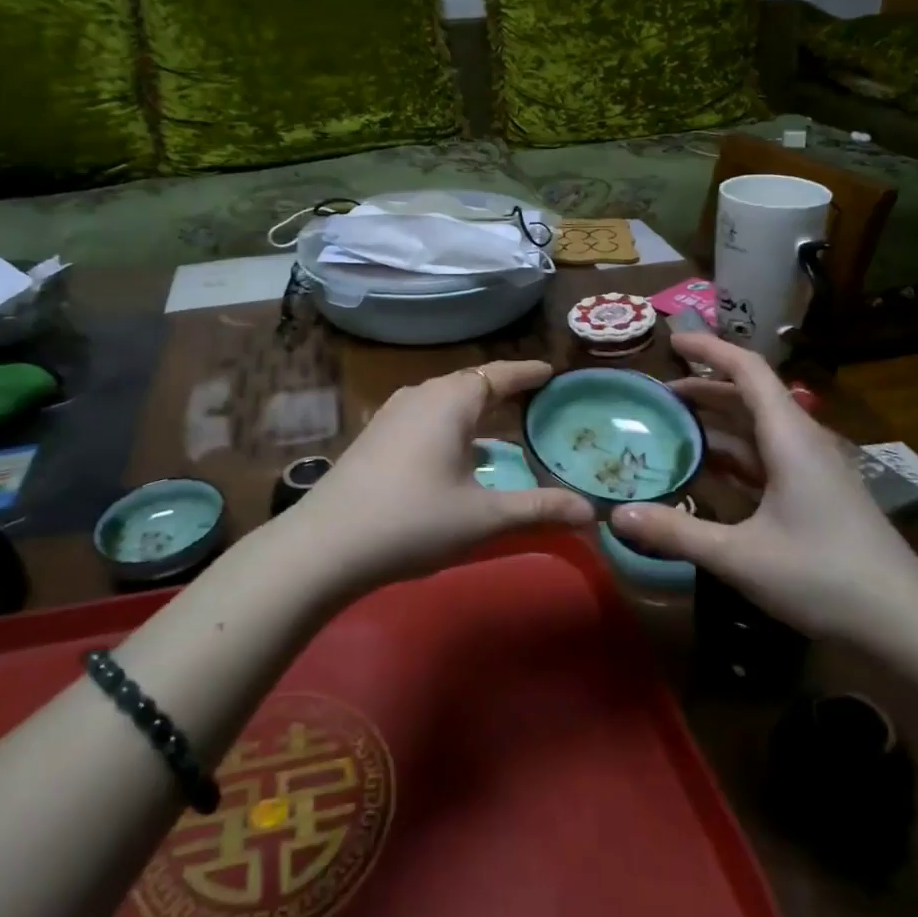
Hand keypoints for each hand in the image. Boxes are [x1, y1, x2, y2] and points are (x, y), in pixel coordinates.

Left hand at [281, 361, 593, 591]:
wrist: (325, 545)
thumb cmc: (413, 520)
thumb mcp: (484, 517)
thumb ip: (539, 508)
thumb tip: (592, 512)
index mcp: (450, 400)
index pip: (499, 373)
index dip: (527, 372)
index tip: (552, 371)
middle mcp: (421, 395)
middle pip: (471, 383)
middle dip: (503, 390)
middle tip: (536, 401)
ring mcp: (392, 414)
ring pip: (444, 401)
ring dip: (474, 410)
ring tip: (501, 426)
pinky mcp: (375, 436)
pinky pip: (425, 417)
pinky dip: (450, 426)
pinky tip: (457, 455)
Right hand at [610, 334, 917, 639]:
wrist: (906, 625)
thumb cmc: (823, 577)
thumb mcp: (740, 557)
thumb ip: (677, 531)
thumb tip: (616, 515)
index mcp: (790, 438)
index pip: (748, 370)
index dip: (710, 349)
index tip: (672, 340)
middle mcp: (802, 442)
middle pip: (749, 397)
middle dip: (703, 389)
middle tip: (655, 396)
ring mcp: (812, 470)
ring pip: (757, 431)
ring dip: (717, 425)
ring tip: (671, 429)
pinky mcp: (816, 495)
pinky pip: (766, 460)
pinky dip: (733, 457)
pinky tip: (705, 473)